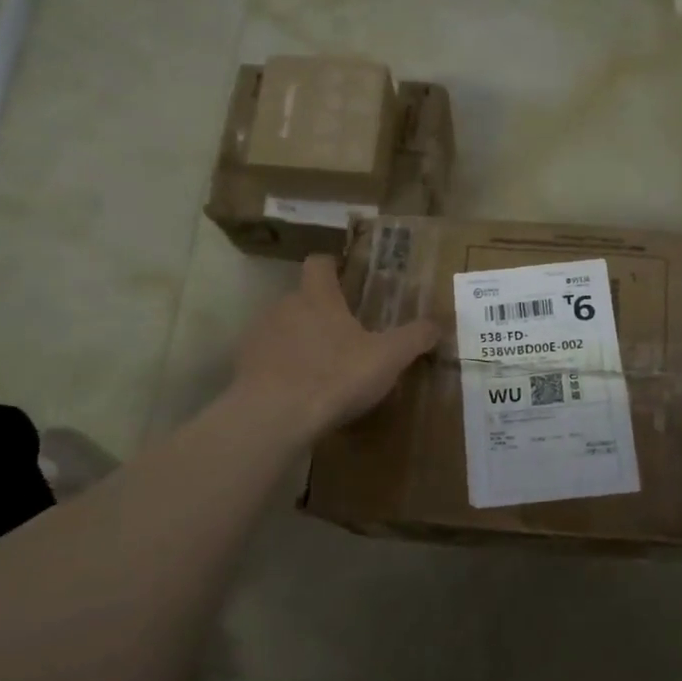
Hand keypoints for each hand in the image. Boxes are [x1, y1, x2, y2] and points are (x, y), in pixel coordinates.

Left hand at [232, 254, 438, 441]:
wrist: (274, 417)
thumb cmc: (335, 376)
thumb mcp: (388, 358)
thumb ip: (414, 338)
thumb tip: (438, 324)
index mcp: (317, 297)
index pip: (319, 264)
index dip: (332, 266)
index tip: (344, 276)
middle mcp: (283, 307)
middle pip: (302, 299)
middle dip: (321, 313)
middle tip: (345, 336)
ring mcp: (258, 336)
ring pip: (283, 329)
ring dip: (300, 341)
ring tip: (321, 368)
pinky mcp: (243, 367)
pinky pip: (268, 359)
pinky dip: (282, 368)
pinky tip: (298, 392)